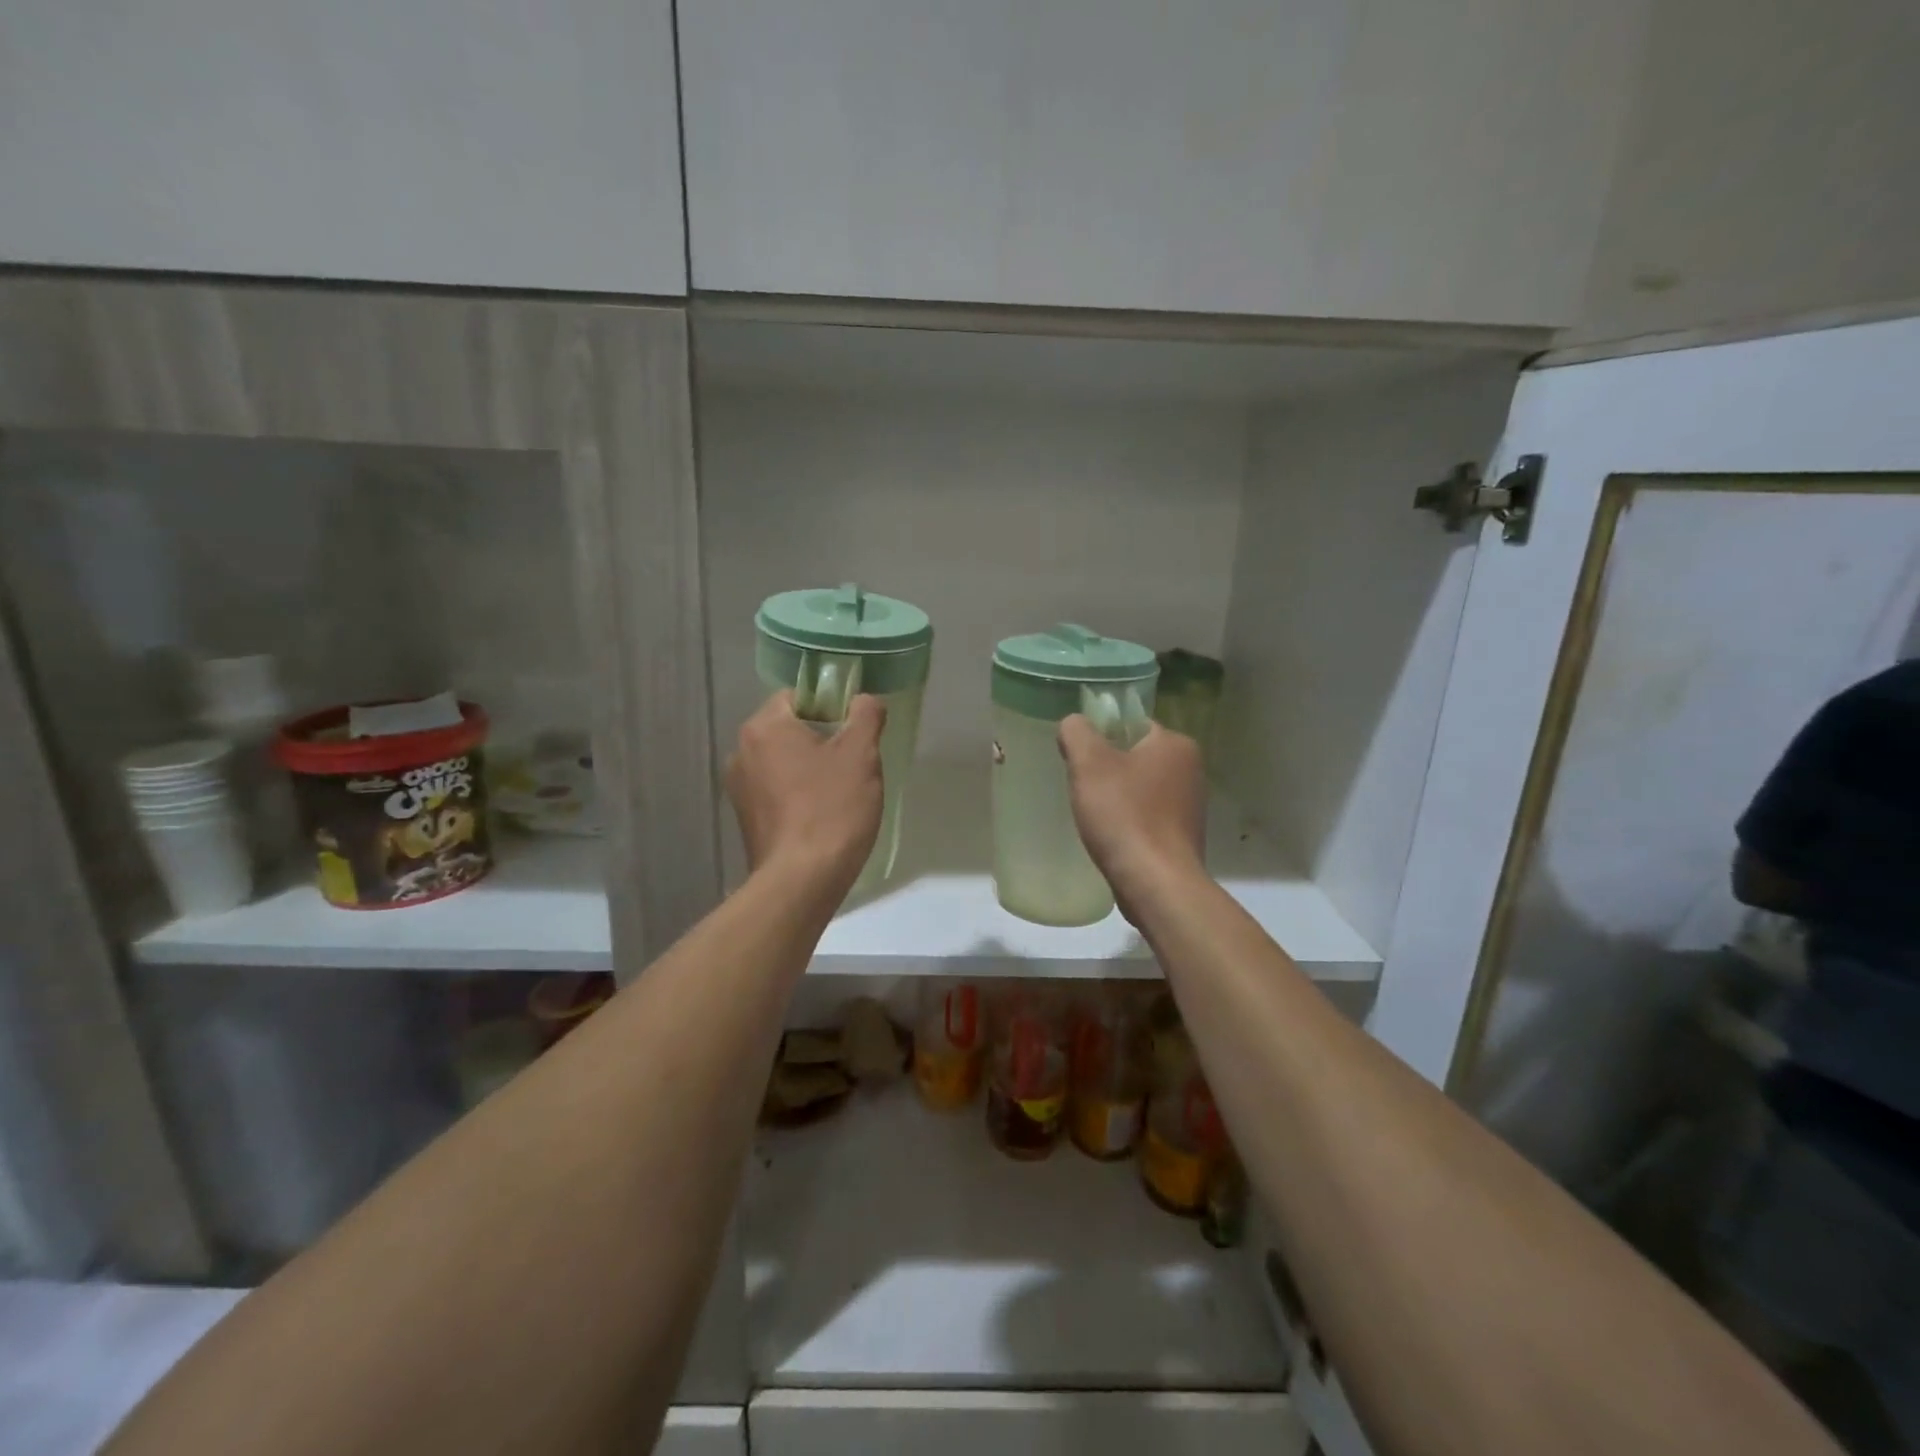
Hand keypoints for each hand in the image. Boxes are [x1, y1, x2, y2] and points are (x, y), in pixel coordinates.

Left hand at [727, 690, 886, 894]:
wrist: (802, 881)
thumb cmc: (832, 808)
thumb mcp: (861, 754)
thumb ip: (866, 715)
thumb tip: (864, 699)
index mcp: (764, 727)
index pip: (798, 696)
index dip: (831, 707)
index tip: (855, 731)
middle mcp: (742, 752)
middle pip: (789, 729)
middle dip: (823, 739)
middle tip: (854, 762)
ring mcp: (739, 788)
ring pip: (784, 761)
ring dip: (811, 768)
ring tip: (841, 792)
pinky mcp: (745, 818)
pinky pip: (776, 790)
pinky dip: (798, 794)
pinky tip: (821, 815)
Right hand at [1058, 717, 1205, 920]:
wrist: (1155, 883)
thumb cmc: (1124, 815)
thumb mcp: (1089, 763)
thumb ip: (1077, 732)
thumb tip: (1074, 723)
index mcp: (1176, 745)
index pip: (1132, 725)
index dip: (1102, 737)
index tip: (1080, 759)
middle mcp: (1191, 770)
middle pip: (1136, 757)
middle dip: (1108, 770)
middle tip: (1082, 787)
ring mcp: (1190, 806)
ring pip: (1141, 789)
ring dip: (1118, 798)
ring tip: (1095, 815)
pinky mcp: (1182, 837)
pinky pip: (1148, 817)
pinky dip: (1129, 822)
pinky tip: (1112, 836)